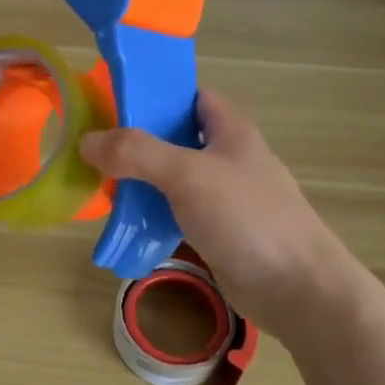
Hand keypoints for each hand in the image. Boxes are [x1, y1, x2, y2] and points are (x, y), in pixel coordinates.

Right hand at [80, 89, 354, 341]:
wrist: (297, 290)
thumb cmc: (247, 218)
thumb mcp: (188, 175)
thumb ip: (137, 153)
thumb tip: (87, 141)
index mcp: (230, 131)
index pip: (190, 96)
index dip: (155, 94)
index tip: (113, 102)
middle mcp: (227, 158)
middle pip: (175, 138)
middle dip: (137, 141)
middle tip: (95, 147)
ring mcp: (223, 197)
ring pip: (172, 178)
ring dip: (140, 180)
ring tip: (100, 184)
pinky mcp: (217, 232)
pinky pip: (176, 213)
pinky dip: (151, 215)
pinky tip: (125, 223)